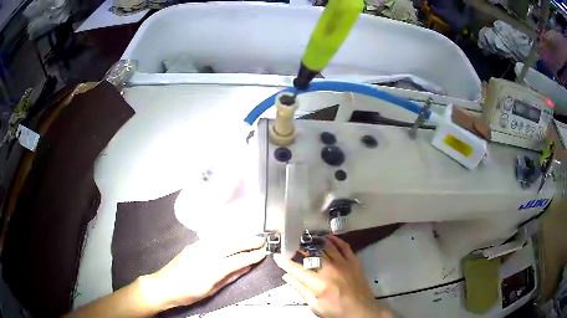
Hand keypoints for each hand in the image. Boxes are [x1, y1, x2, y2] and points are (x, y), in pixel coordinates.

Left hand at [141, 236, 265, 310]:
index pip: (237, 260)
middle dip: (248, 241)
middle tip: (262, 241)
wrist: (163, 286)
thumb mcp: (211, 290)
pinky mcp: (192, 245)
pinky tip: (233, 239)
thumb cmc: (188, 293)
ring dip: (239, 237)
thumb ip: (229, 277)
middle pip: (231, 244)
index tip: (263, 252)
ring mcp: (197, 247)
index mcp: (211, 269)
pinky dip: (227, 238)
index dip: (252, 255)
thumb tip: (245, 267)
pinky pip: (213, 239)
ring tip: (251, 238)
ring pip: (223, 238)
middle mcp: (205, 254)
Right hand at [274, 236, 392, 317]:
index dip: (285, 262)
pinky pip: (344, 246)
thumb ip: (301, 290)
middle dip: (300, 249)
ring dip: (315, 241)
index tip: (277, 256)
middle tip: (292, 247)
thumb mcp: (316, 306)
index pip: (297, 270)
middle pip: (312, 254)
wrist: (363, 312)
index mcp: (319, 284)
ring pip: (327, 246)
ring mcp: (344, 264)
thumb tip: (287, 277)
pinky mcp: (354, 262)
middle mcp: (331, 270)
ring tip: (307, 239)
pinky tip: (328, 238)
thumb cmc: (338, 312)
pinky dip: (336, 240)